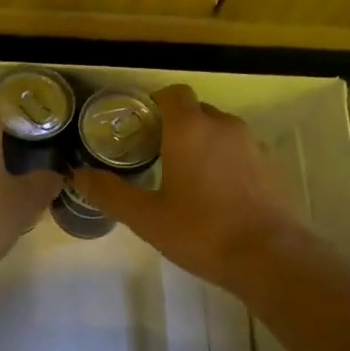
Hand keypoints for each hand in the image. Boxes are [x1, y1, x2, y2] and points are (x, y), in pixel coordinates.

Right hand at [73, 84, 312, 292]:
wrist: (270, 256)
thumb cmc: (201, 231)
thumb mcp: (146, 217)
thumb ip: (109, 193)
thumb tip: (77, 175)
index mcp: (191, 128)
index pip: (173, 94)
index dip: (155, 105)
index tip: (140, 129)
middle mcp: (224, 125)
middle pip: (196, 112)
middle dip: (176, 128)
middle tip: (155, 158)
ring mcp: (253, 145)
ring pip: (220, 133)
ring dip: (202, 146)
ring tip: (186, 180)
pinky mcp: (272, 167)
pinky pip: (240, 154)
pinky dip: (225, 164)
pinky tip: (217, 198)